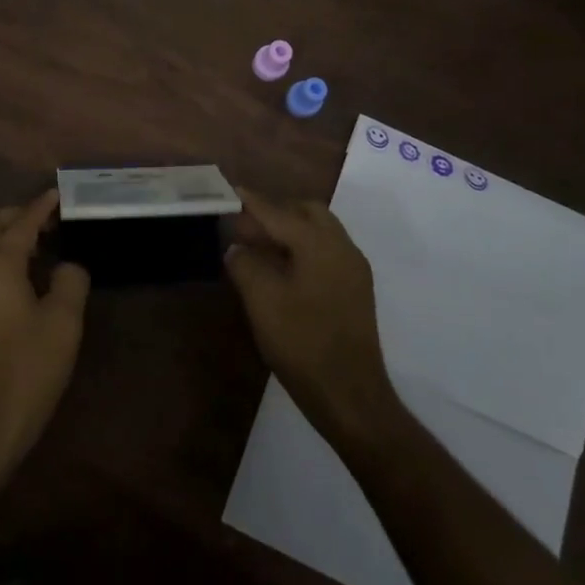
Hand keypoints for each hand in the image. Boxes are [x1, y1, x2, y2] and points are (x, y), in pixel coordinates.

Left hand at [0, 191, 89, 486]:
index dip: (40, 207)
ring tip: (26, 247)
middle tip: (44, 223)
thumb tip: (68, 265)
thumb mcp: (63, 325)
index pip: (20, 224)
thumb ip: (70, 282)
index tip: (57, 194)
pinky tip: (9, 277)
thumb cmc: (25, 372)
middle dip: (14, 216)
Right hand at [226, 189, 402, 447]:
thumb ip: (245, 265)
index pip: (278, 212)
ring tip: (257, 247)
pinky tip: (281, 270)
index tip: (228, 189)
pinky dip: (301, 248)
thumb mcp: (262, 301)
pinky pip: (325, 252)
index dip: (250, 201)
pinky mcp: (355, 290)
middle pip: (306, 212)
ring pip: (319, 231)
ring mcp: (353, 269)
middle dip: (274, 212)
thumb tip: (237, 248)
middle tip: (243, 226)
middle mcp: (342, 247)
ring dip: (289, 230)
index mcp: (319, 244)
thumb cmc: (303, 343)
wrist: (350, 396)